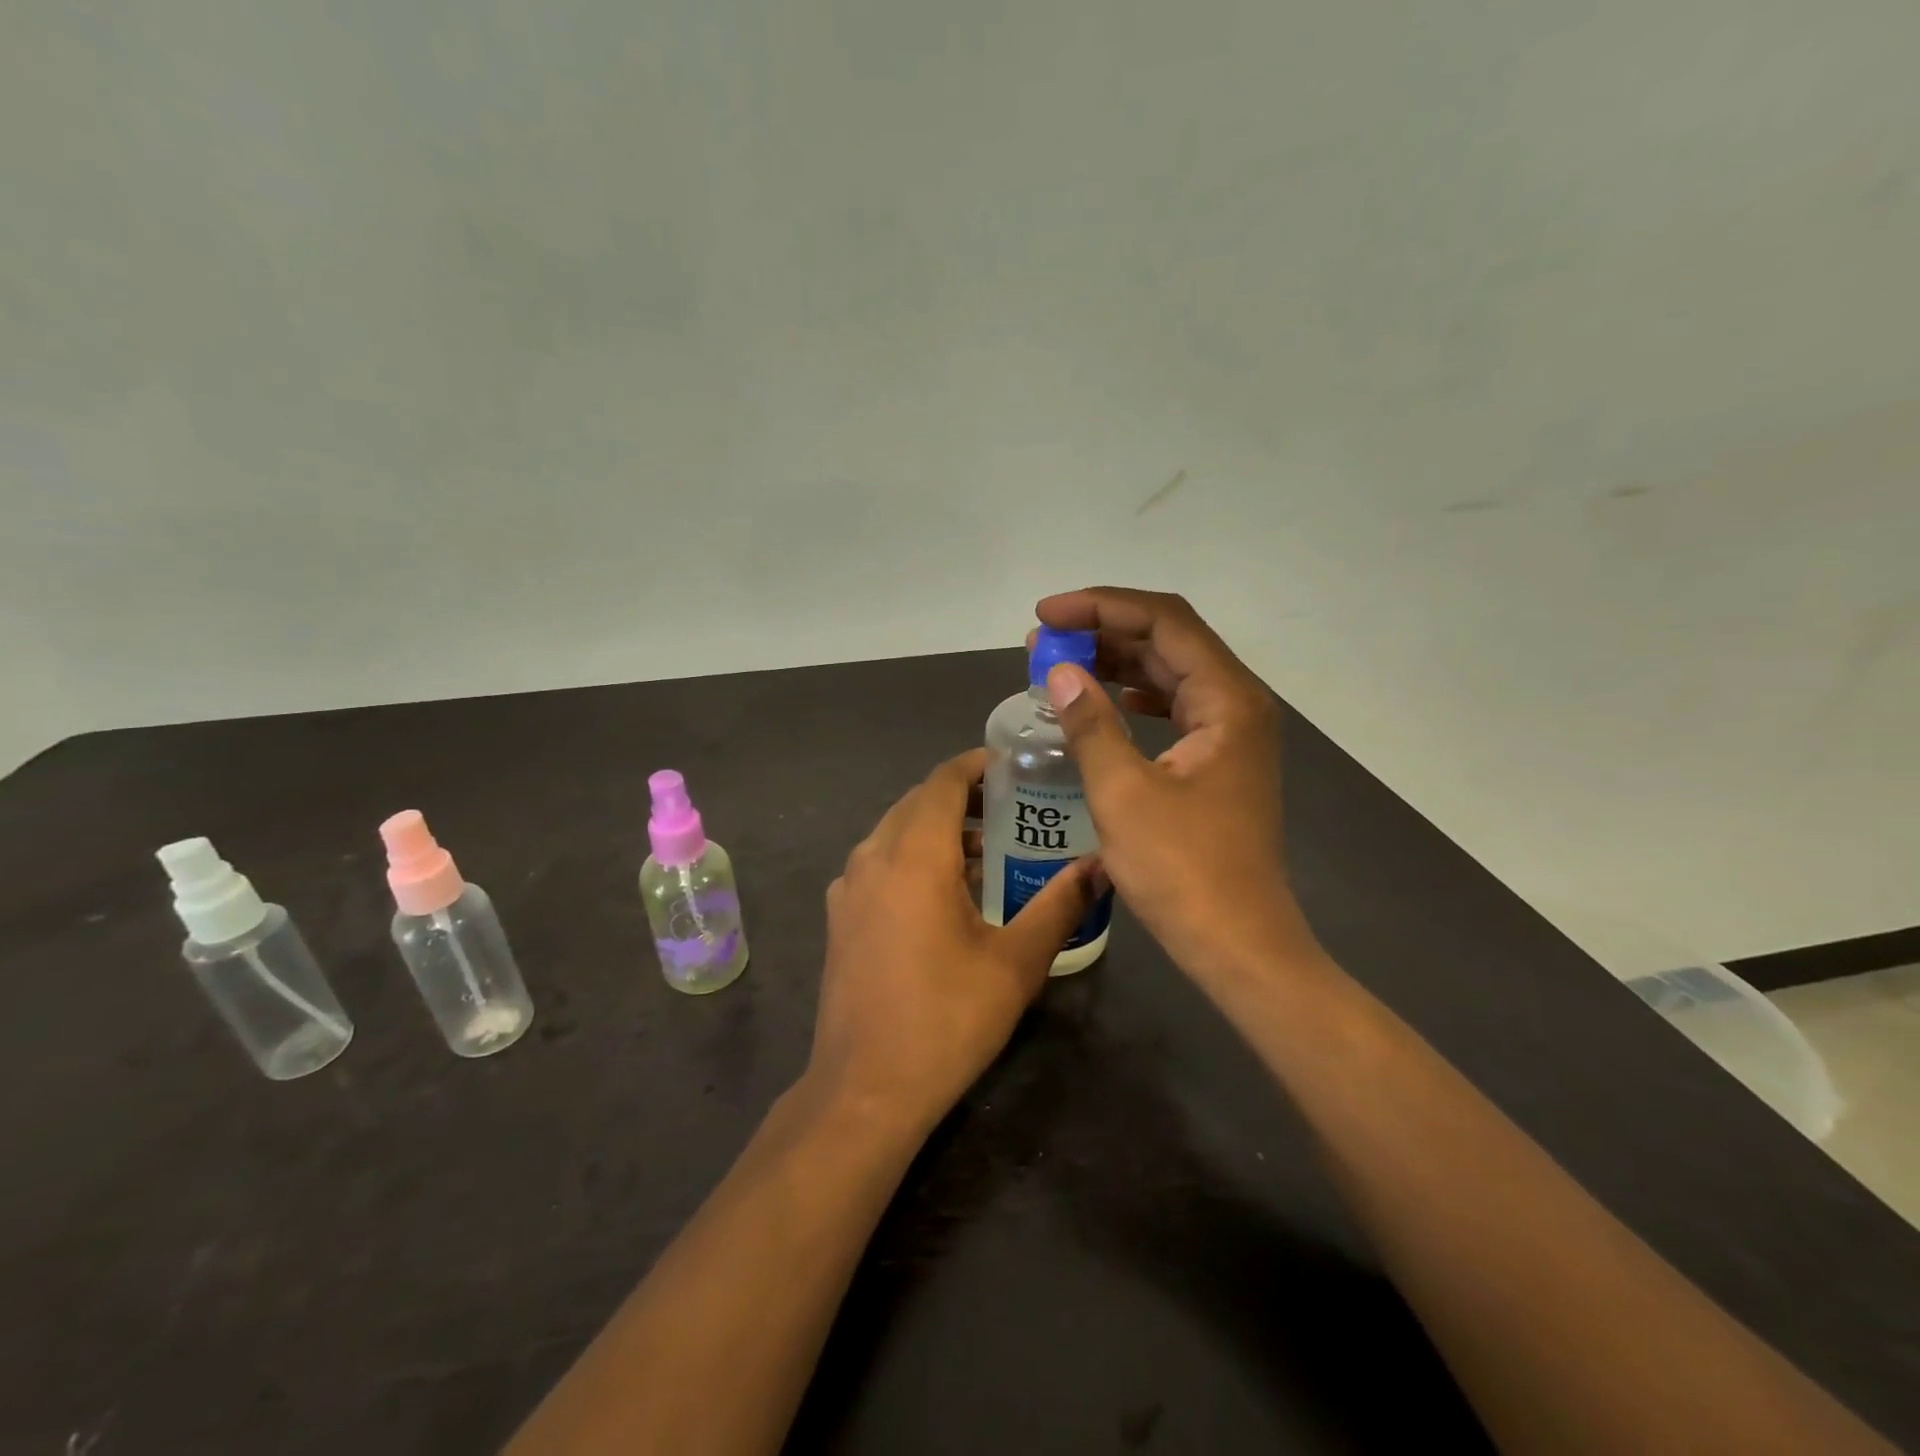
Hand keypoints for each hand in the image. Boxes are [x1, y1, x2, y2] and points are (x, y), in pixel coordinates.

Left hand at [806, 749, 1103, 1132]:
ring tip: (986, 852)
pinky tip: (943, 894)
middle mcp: (872, 856)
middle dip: (962, 796)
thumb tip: (1101, 866)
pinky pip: (879, 862)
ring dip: (937, 828)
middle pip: (917, 801)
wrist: (864, 1089)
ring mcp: (848, 887)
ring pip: (895, 831)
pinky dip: (912, 856)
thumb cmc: (946, 1020)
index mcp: (913, 854)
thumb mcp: (1015, 962)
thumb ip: (1059, 905)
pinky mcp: (840, 916)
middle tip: (1012, 809)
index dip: (977, 765)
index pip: (942, 781)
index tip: (1015, 768)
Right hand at [1033, 587, 1311, 981]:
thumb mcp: (1123, 792)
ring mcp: (1232, 735)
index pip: (1163, 622)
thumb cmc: (1183, 871)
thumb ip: (1090, 723)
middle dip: (1103, 632)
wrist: (1237, 944)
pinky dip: (1134, 695)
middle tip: (1042, 642)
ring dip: (1116, 662)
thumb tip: (1058, 671)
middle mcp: (1238, 704)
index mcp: (1227, 699)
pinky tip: (1104, 700)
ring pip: (1171, 673)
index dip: (1101, 607)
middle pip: (1170, 640)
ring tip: (1059, 665)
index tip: (1046, 616)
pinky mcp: (1219, 762)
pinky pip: (1174, 707)